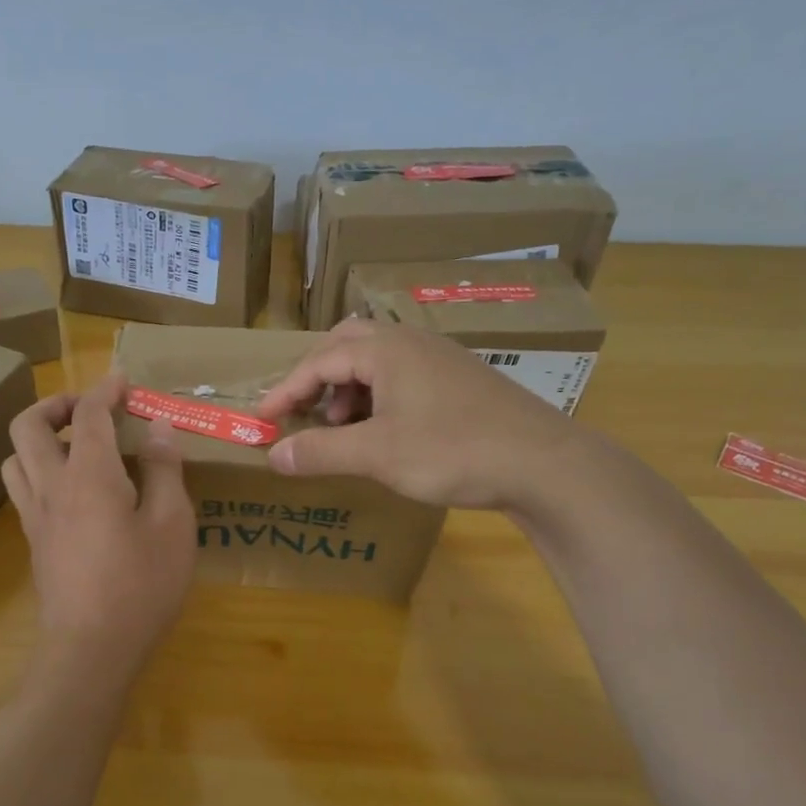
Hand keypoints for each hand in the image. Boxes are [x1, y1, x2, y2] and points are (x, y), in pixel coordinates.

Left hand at [3, 371, 195, 667]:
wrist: (91, 650)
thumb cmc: (141, 585)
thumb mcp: (173, 525)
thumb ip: (165, 471)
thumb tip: (159, 428)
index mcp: (89, 475)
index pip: (88, 415)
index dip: (105, 390)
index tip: (123, 381)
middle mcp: (51, 487)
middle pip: (27, 426)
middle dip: (56, 404)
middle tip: (89, 410)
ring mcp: (35, 517)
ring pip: (14, 458)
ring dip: (38, 438)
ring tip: (74, 446)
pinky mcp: (33, 543)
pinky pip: (23, 489)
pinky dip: (39, 470)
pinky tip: (73, 490)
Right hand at [256, 319, 580, 510]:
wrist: (544, 463)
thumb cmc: (453, 450)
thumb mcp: (377, 454)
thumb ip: (321, 451)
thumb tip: (273, 456)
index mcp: (386, 349)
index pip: (318, 360)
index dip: (285, 391)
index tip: (262, 420)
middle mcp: (411, 342)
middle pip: (346, 345)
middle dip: (317, 378)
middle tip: (303, 412)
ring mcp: (440, 358)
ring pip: (377, 360)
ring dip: (348, 389)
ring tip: (344, 429)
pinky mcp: (460, 379)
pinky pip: (403, 375)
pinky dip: (378, 397)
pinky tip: (385, 431)